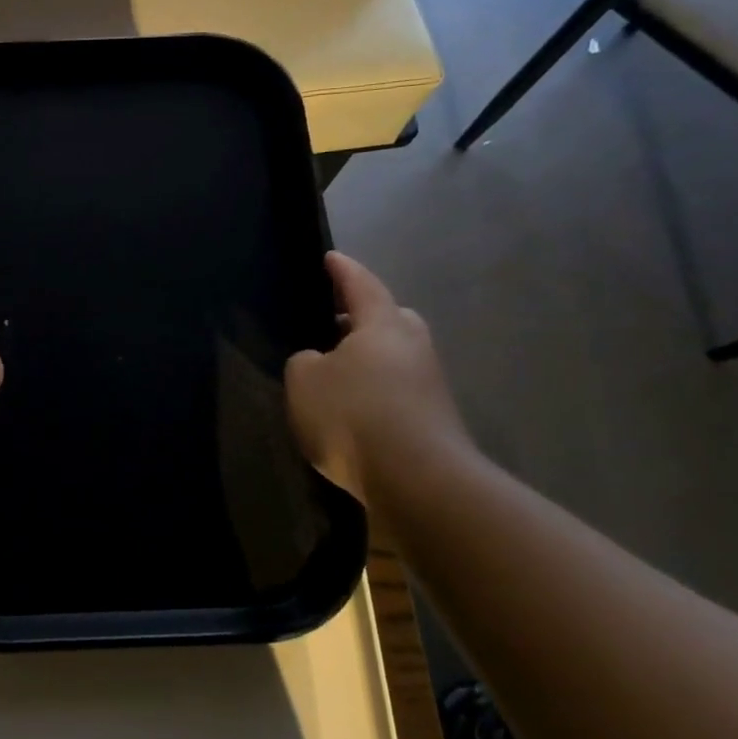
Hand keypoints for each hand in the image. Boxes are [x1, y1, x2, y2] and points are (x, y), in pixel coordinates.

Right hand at [285, 252, 470, 502]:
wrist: (418, 481)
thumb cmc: (354, 415)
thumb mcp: (304, 380)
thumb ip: (305, 361)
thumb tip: (320, 361)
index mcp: (382, 324)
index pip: (360, 284)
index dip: (342, 270)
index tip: (330, 257)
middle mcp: (412, 345)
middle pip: (387, 318)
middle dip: (361, 316)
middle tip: (332, 320)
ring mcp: (429, 383)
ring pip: (393, 355)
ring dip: (367, 358)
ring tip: (334, 370)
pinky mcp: (433, 417)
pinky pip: (396, 389)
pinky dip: (374, 390)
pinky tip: (350, 409)